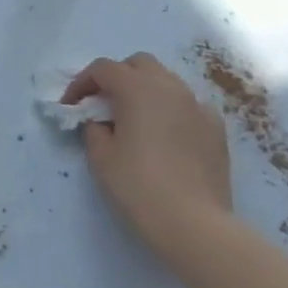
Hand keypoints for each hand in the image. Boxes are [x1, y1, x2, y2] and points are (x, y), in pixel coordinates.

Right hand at [62, 53, 232, 266]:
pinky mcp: (216, 128)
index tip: (71, 106)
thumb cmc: (139, 186)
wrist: (194, 223)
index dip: (81, 83)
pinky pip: (188, 105)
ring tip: (134, 119)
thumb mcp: (101, 157)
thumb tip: (102, 121)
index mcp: (138, 89)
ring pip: (167, 81)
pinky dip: (171, 110)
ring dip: (145, 90)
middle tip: (103, 105)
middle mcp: (170, 87)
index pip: (103, 69)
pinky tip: (165, 136)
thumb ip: (94, 129)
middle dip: (117, 77)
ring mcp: (198, 105)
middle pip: (139, 64)